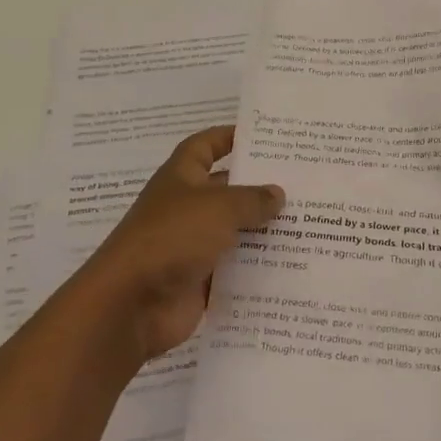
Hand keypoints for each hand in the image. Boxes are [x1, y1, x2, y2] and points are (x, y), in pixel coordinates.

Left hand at [79, 125, 283, 362]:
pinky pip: (235, 270)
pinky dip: (258, 268)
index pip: (205, 146)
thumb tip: (277, 193)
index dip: (228, 137)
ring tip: (309, 223)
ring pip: (235, 231)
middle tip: (303, 183)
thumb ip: (251, 199)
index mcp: (181, 178)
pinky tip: (293, 265)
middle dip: (260, 187)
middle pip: (227, 190)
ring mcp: (192, 246)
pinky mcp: (200, 280)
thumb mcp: (218, 207)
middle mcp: (186, 208)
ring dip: (264, 230)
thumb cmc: (172, 238)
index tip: (264, 137)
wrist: (131, 304)